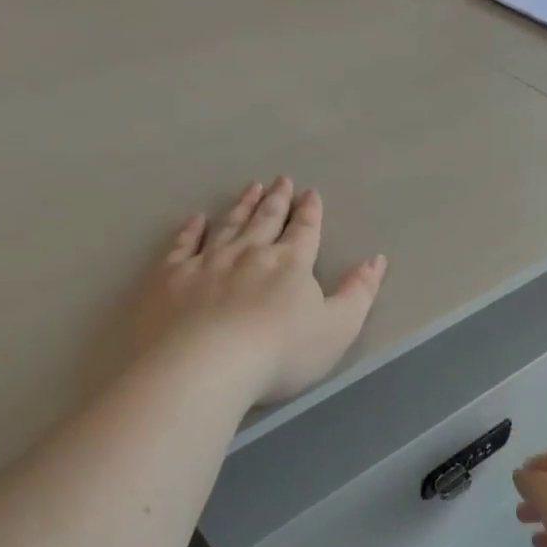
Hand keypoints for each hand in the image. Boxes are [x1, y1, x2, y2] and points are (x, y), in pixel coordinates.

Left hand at [130, 178, 386, 406]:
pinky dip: (190, 230)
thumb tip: (376, 260)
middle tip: (281, 180)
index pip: (304, 231)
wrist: (205, 366)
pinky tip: (196, 219)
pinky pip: (182, 245)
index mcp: (290, 264)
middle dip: (276, 200)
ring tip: (250, 188)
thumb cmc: (279, 353)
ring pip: (228, 225)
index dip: (309, 213)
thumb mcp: (337, 329)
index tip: (310, 193)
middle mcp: (249, 253)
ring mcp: (206, 262)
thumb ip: (358, 293)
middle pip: (265, 220)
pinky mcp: (171, 277)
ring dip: (241, 206)